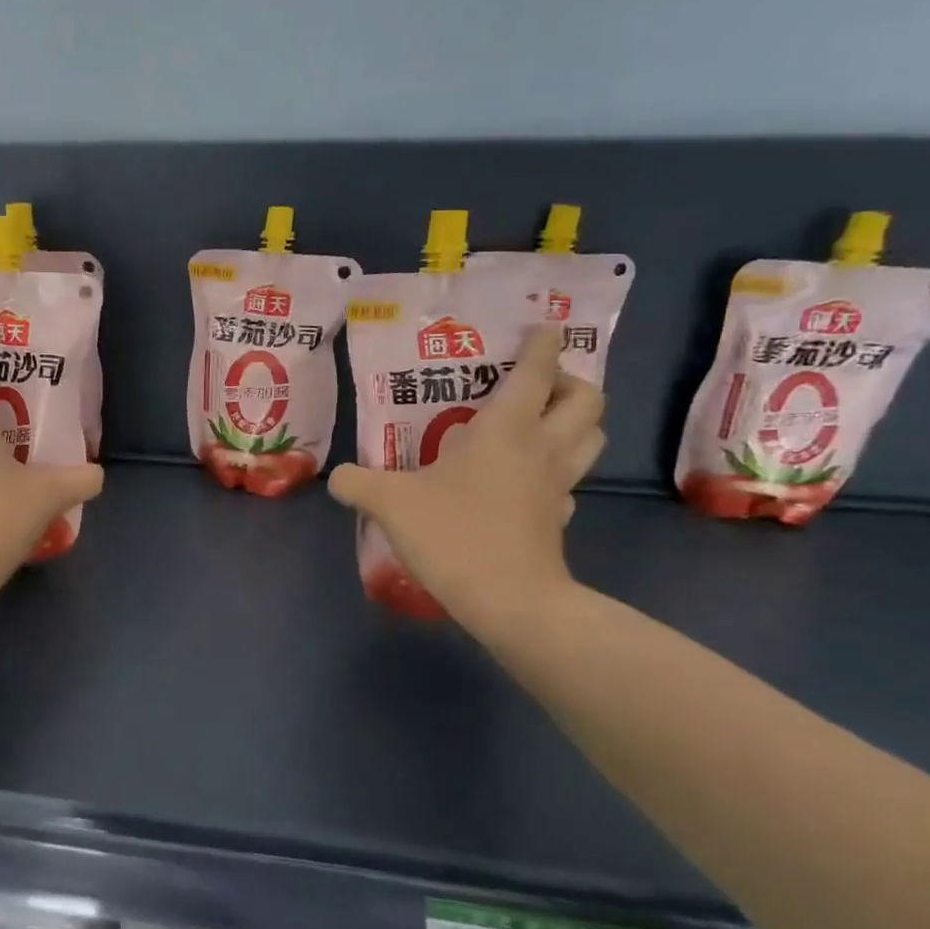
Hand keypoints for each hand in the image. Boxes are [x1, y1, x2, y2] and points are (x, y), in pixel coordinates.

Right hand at [328, 326, 603, 632]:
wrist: (510, 601)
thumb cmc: (454, 534)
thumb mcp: (389, 503)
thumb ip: (357, 482)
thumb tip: (337, 476)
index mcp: (507, 428)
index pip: (537, 370)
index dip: (542, 343)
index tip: (541, 327)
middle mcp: (542, 447)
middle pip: (588, 398)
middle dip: (571, 381)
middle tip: (535, 386)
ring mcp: (557, 485)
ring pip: (592, 437)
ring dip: (575, 422)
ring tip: (537, 425)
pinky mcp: (558, 518)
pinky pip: (571, 482)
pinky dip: (557, 472)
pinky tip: (526, 482)